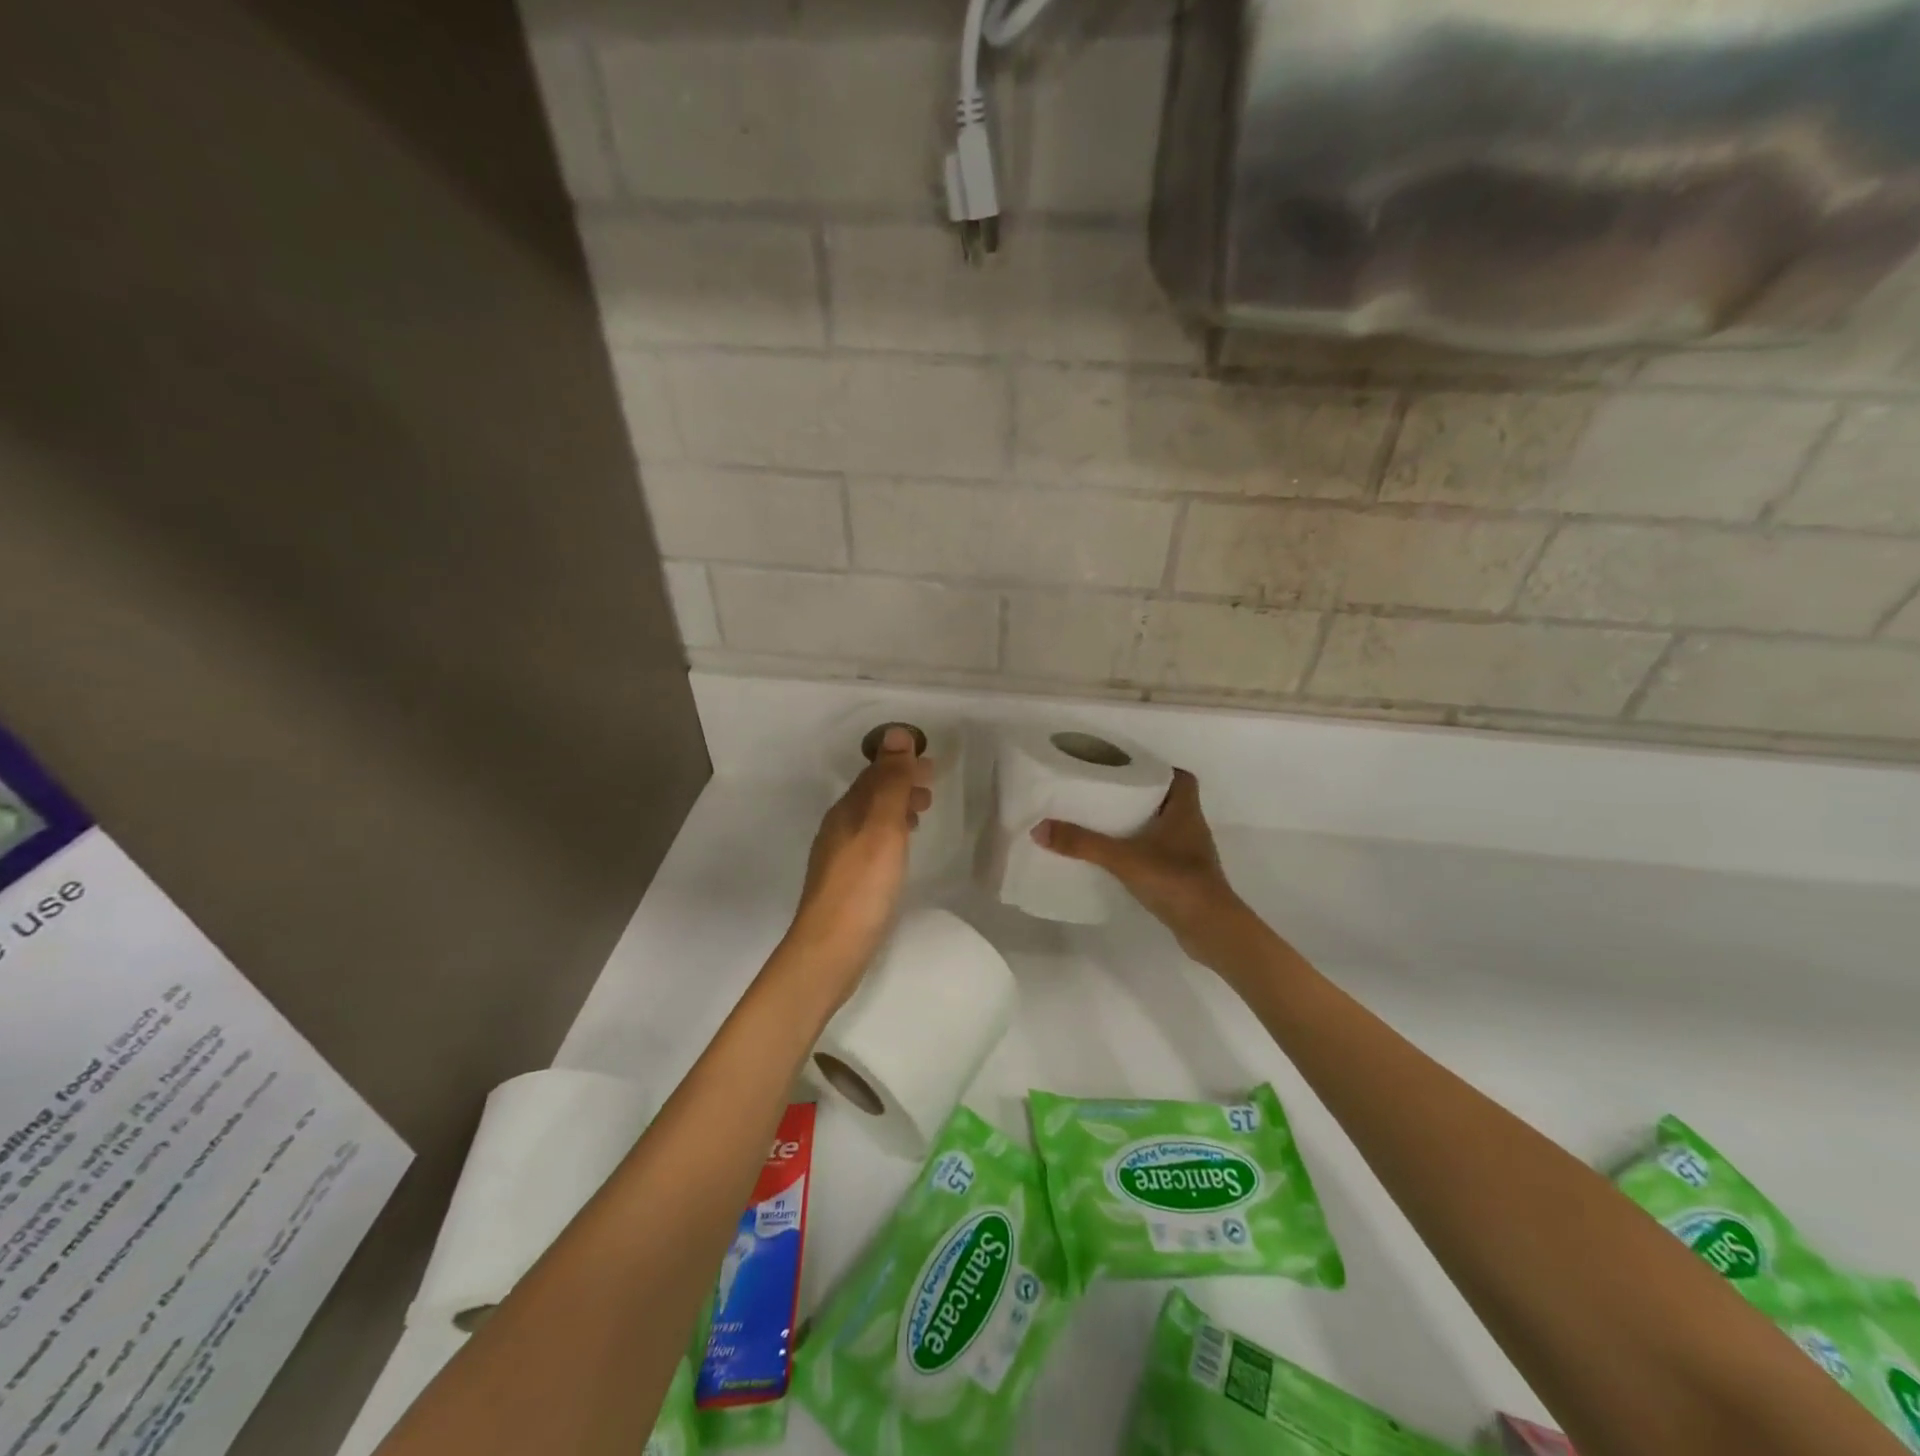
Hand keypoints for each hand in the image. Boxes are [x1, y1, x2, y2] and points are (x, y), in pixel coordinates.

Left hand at [783, 725, 932, 999]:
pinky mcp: (846, 882)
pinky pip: (871, 842)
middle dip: (900, 784)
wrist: (831, 949)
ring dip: (896, 808)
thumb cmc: (862, 885)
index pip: (875, 774)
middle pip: (871, 795)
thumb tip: (896, 733)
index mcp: (847, 811)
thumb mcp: (882, 827)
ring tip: (922, 812)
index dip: (901, 764)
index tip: (932, 763)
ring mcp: (839, 857)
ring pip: (871, 819)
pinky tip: (900, 850)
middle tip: (932, 787)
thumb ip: (891, 782)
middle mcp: (839, 828)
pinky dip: (890, 833)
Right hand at [1033, 770, 1254, 968]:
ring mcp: (1191, 856)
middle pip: (1170, 801)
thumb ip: (1083, 844)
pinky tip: (1121, 859)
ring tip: (1108, 823)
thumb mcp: (1123, 858)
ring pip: (1166, 829)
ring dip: (1143, 825)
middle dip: (1143, 796)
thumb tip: (1039, 829)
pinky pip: (1163, 855)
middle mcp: (1192, 828)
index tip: (1130, 769)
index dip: (1160, 769)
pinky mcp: (1186, 879)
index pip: (1181, 778)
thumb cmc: (1175, 881)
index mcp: (1185, 812)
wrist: (1210, 930)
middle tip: (1108, 793)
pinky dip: (1145, 852)